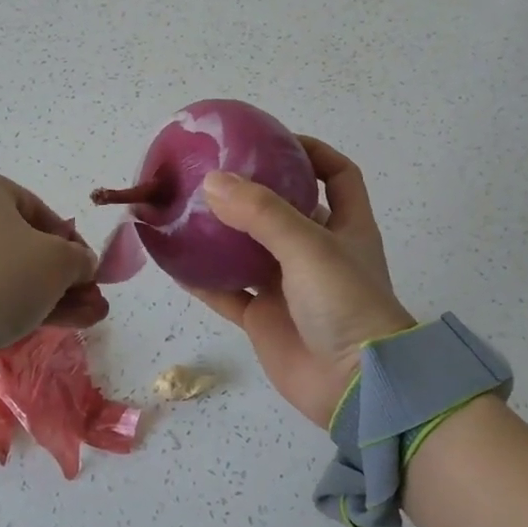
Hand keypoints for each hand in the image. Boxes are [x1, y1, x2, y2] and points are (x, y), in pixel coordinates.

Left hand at [0, 167, 107, 364]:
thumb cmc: (3, 273)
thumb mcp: (59, 260)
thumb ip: (80, 258)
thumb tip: (83, 265)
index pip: (40, 211)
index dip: (73, 243)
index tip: (91, 270)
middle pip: (25, 244)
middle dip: (64, 275)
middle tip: (92, 299)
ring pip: (10, 271)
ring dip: (51, 294)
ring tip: (88, 319)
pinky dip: (23, 304)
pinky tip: (60, 324)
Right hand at [192, 138, 415, 426]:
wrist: (353, 387)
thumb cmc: (345, 304)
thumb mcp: (309, 246)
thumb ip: (262, 213)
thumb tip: (213, 181)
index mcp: (345, 226)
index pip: (337, 175)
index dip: (313, 152)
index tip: (274, 139)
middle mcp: (317, 251)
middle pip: (285, 209)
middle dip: (254, 190)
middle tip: (214, 171)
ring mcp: (289, 286)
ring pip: (249, 250)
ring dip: (222, 233)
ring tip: (186, 209)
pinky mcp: (265, 318)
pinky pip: (227, 292)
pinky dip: (203, 279)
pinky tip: (174, 263)